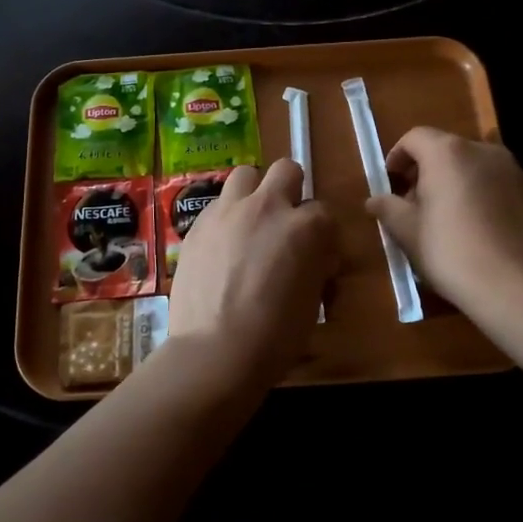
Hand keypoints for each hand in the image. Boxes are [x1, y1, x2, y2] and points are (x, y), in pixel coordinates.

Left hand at [165, 159, 338, 393]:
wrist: (215, 351)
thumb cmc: (276, 336)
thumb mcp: (313, 300)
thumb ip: (316, 265)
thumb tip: (316, 257)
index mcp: (306, 227)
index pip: (325, 211)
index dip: (321, 233)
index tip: (316, 254)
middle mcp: (267, 207)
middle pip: (287, 170)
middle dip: (290, 190)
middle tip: (285, 222)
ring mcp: (228, 211)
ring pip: (246, 175)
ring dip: (254, 192)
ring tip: (250, 223)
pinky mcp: (198, 224)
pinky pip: (217, 204)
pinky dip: (226, 216)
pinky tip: (222, 245)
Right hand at [364, 128, 522, 313]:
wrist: (512, 286)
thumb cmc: (450, 251)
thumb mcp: (407, 231)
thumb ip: (388, 208)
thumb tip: (373, 200)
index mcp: (447, 152)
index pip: (415, 138)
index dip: (397, 156)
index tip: (390, 180)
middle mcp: (481, 150)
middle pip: (445, 148)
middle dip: (425, 169)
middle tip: (412, 201)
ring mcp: (510, 169)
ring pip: (471, 164)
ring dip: (452, 179)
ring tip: (443, 214)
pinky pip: (493, 181)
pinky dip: (477, 191)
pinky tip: (472, 224)